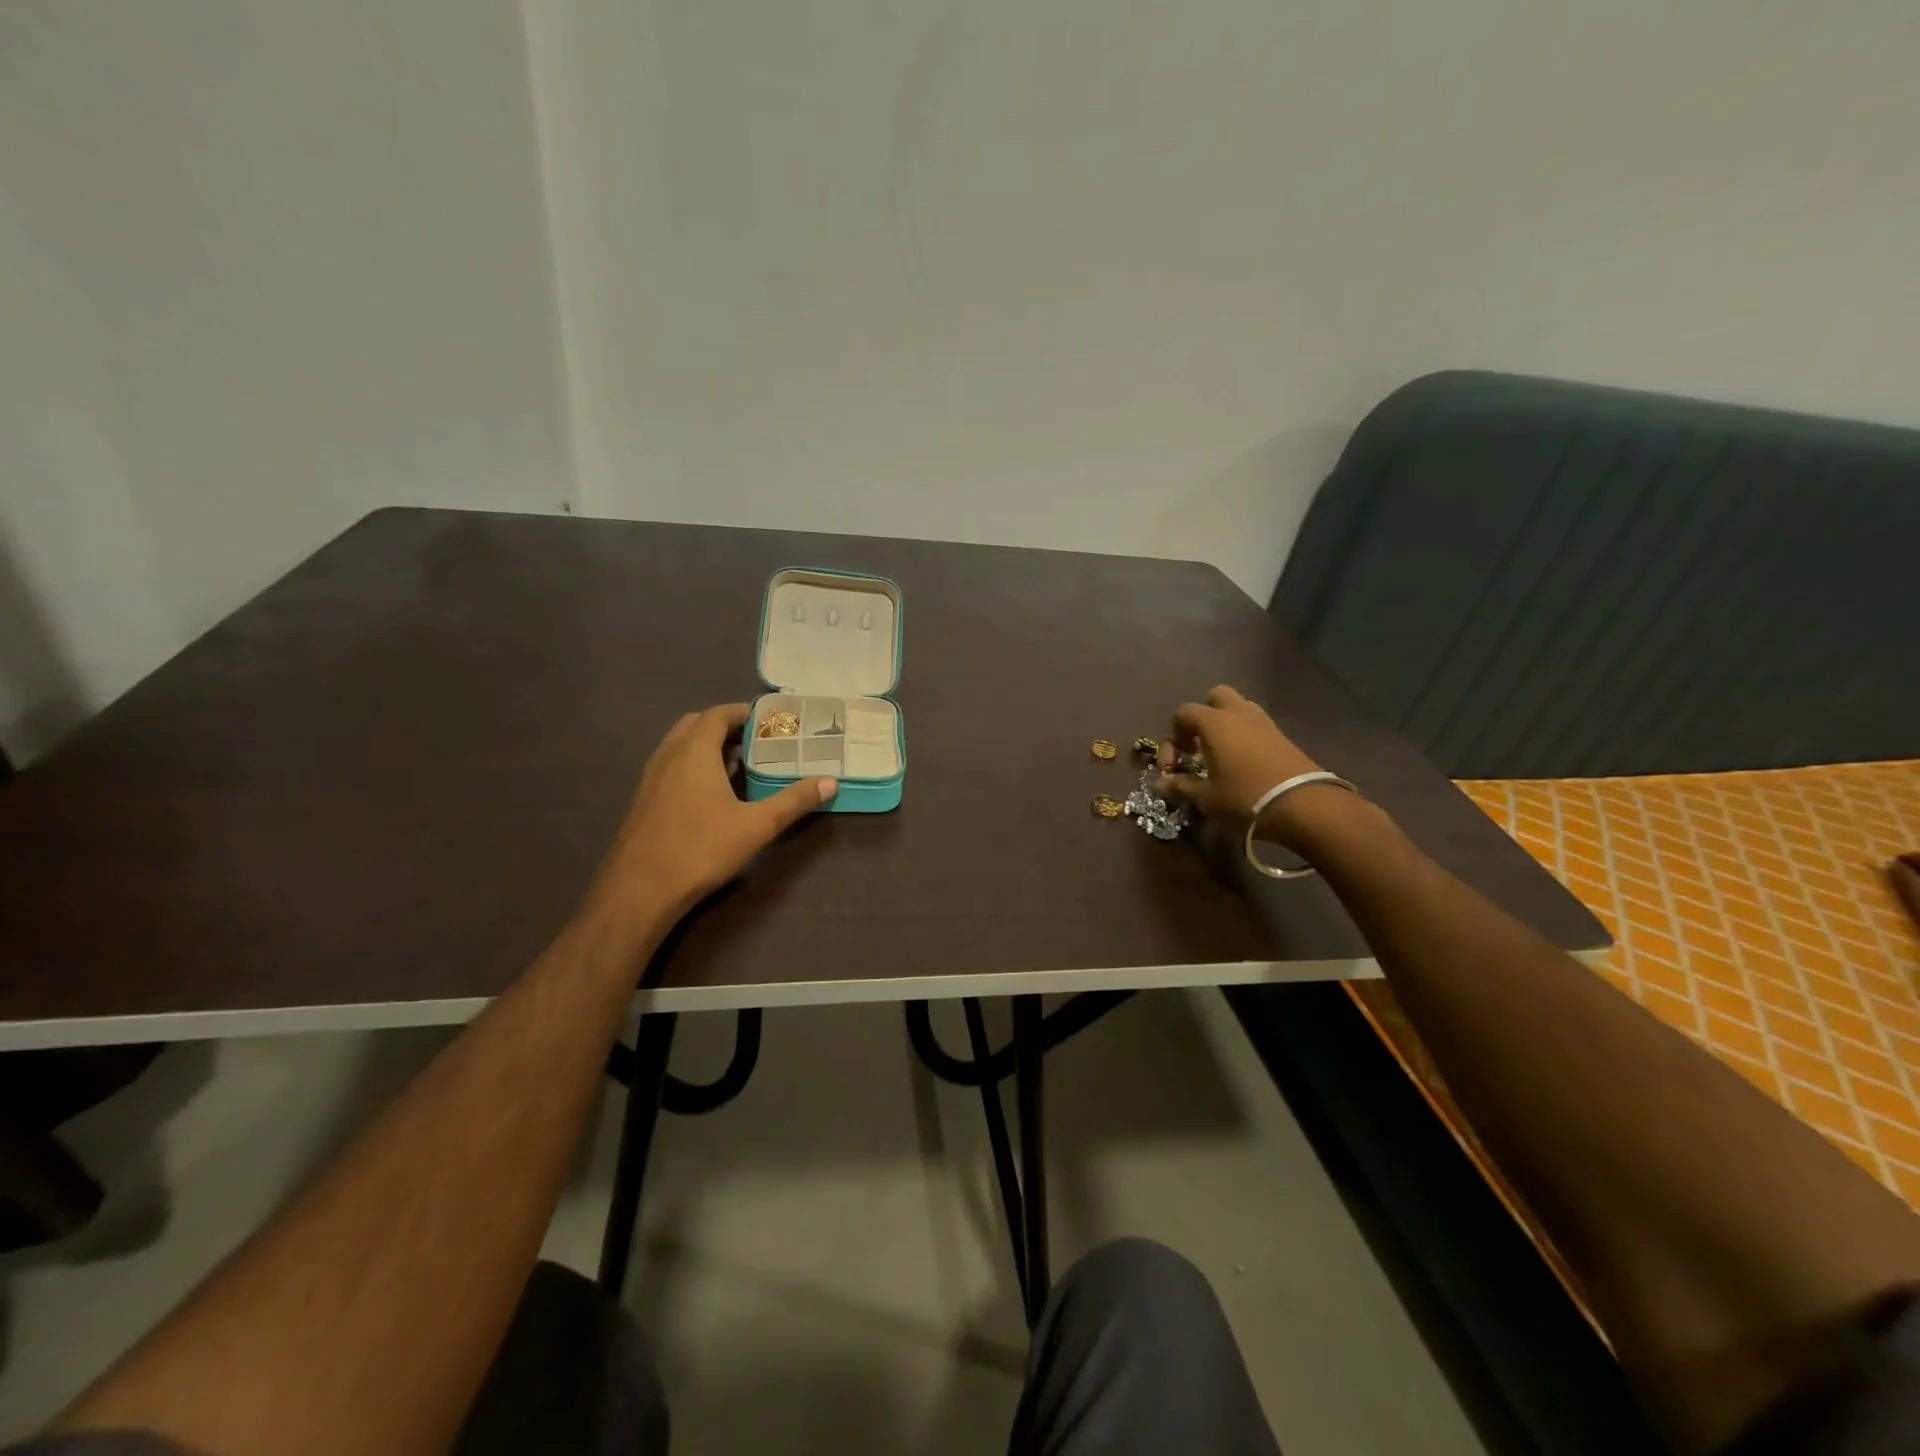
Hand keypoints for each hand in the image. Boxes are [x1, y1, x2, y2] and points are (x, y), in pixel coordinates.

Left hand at [584, 704, 835, 928]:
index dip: (743, 712)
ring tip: (739, 762)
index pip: (717, 714)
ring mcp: (651, 778)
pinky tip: (713, 793)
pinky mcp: (644, 800)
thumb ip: (793, 801)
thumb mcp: (757, 826)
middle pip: (696, 725)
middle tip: (756, 739)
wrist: (640, 889)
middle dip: (725, 726)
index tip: (769, 720)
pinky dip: (693, 765)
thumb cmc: (701, 848)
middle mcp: (669, 755)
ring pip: (680, 746)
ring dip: (708, 746)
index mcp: (694, 752)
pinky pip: (671, 766)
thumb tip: (830, 782)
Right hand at [1154, 685, 1333, 845]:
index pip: (1183, 713)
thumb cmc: (1245, 798)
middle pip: (1215, 697)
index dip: (1172, 737)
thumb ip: (1179, 786)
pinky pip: (1255, 724)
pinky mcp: (1282, 735)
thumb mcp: (1206, 798)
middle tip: (1199, 746)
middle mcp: (1238, 713)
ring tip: (1221, 754)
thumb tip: (1160, 783)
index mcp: (1214, 723)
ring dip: (1225, 724)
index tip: (1174, 765)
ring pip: (1238, 708)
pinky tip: (1243, 763)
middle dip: (1202, 717)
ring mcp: (1264, 722)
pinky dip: (1244, 735)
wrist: (1304, 806)